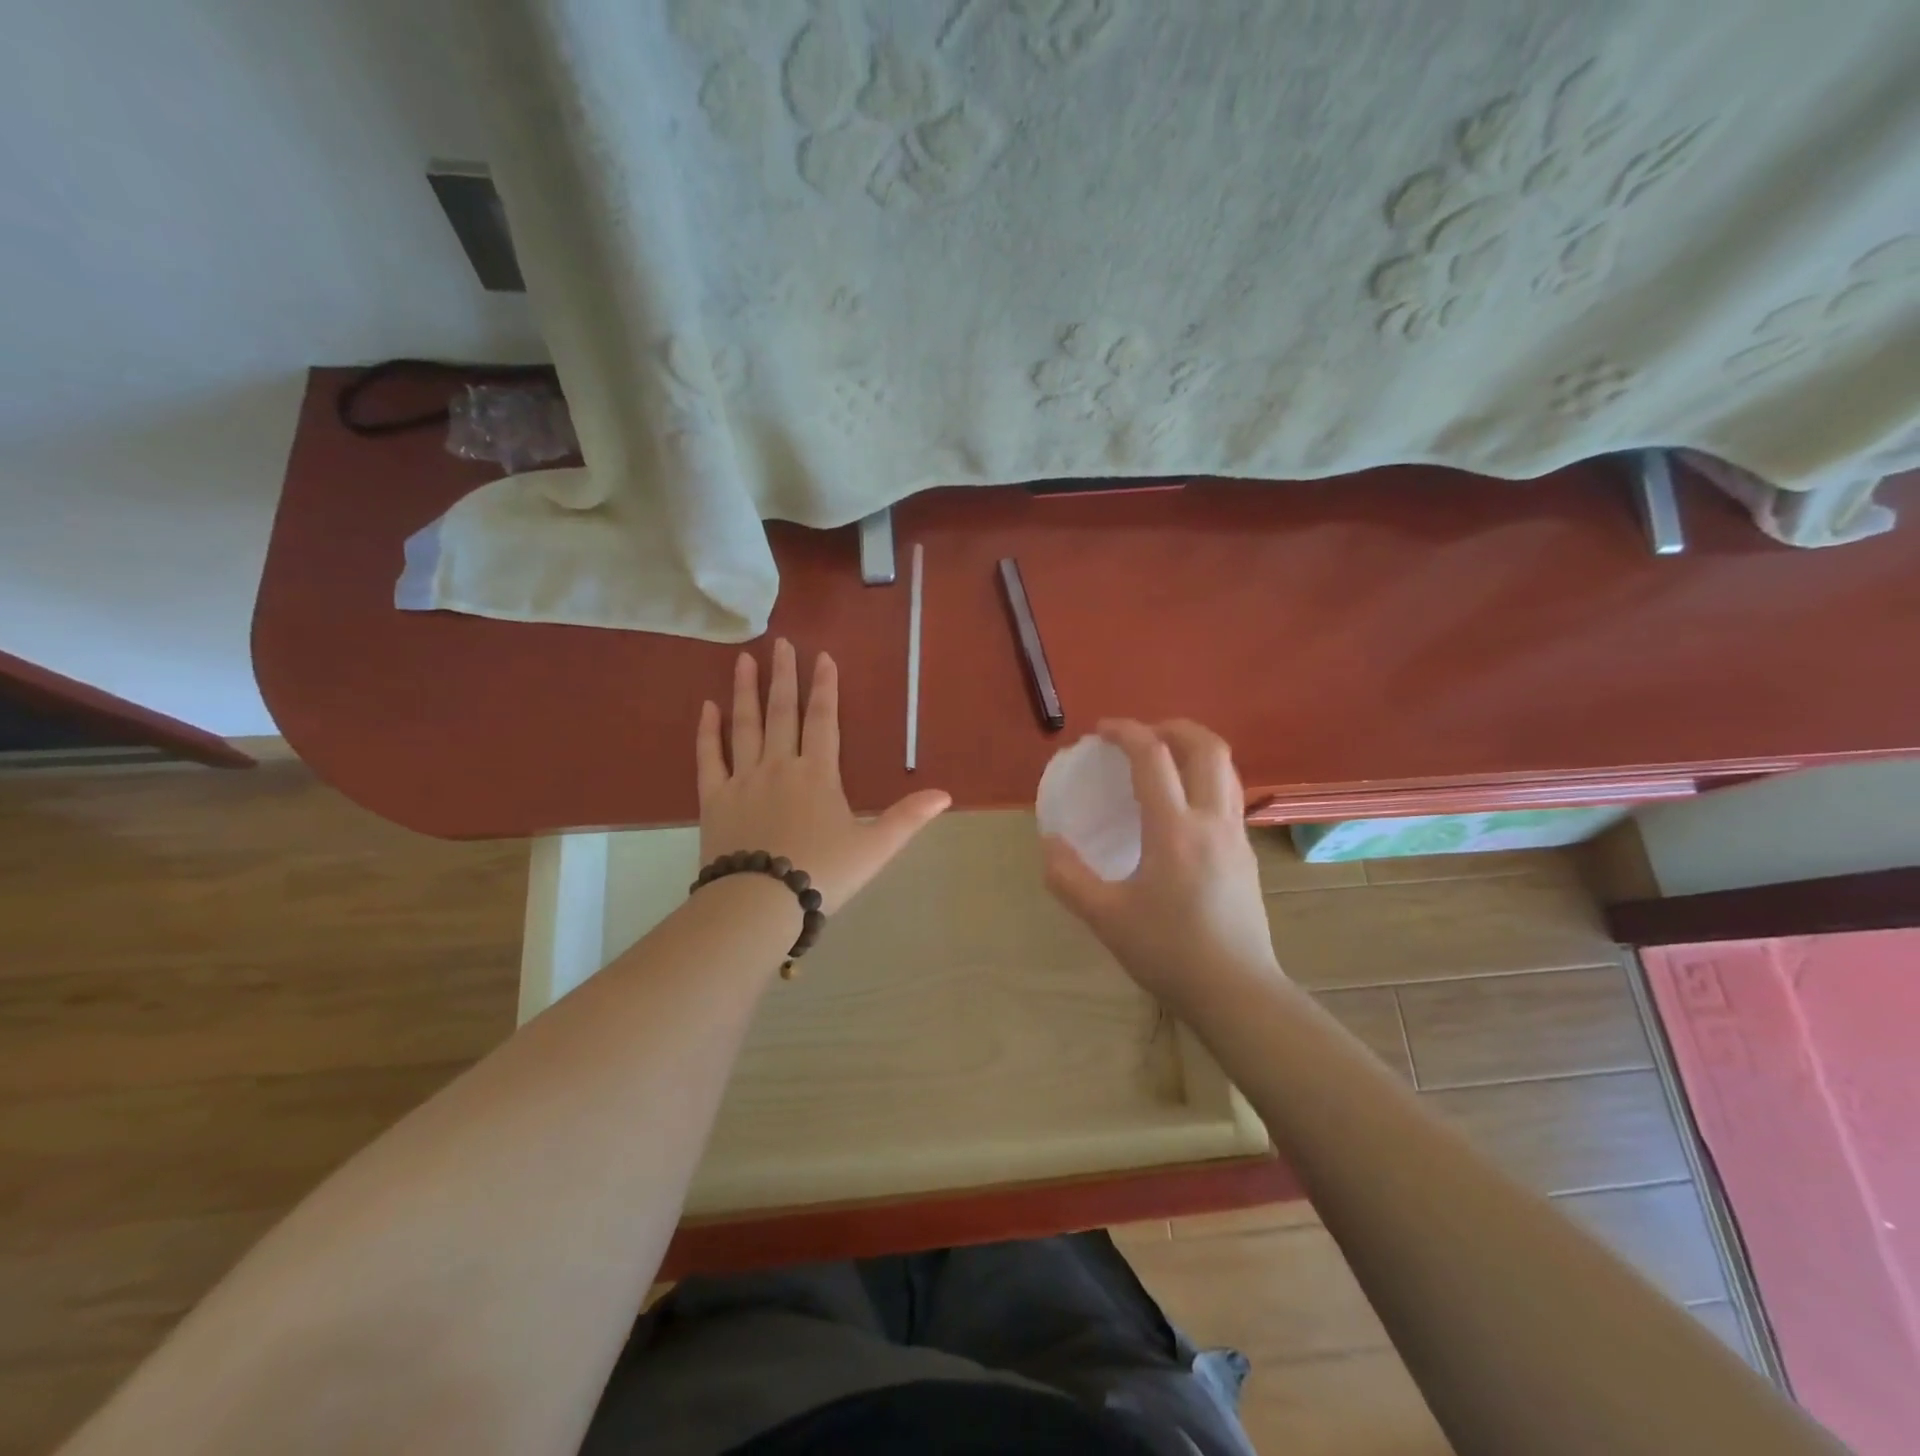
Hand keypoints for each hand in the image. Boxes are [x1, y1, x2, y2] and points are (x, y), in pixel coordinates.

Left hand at [697, 639, 950, 913]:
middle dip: (783, 676)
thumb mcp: (874, 848)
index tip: (821, 657)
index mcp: (818, 774)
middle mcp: (779, 766)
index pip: (823, 719)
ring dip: (745, 692)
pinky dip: (707, 732)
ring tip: (741, 659)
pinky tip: (706, 708)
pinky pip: (709, 758)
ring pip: (744, 726)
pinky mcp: (714, 799)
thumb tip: (945, 794)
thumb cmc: (822, 874)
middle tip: (779, 643)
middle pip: (782, 712)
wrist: (759, 904)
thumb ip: (908, 818)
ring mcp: (743, 780)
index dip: (824, 687)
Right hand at [1041, 719, 1281, 1012]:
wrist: (1236, 992)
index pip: (1153, 757)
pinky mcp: (1247, 855)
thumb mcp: (1106, 918)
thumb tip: (1050, 843)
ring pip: (1226, 769)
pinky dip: (1204, 779)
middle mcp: (1212, 820)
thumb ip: (1069, 878)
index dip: (1125, 732)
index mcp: (1174, 829)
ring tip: (1163, 761)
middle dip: (1172, 727)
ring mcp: (1236, 836)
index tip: (1101, 731)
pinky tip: (1181, 808)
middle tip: (1140, 735)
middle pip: (1207, 747)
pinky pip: (1229, 796)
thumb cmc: (1169, 952)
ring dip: (1194, 749)